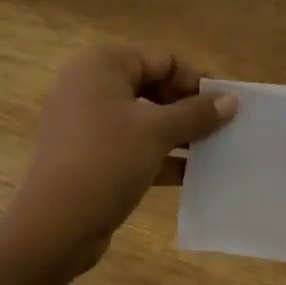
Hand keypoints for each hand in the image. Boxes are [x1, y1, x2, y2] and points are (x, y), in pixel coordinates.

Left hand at [14, 43, 237, 271]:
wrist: (55, 225)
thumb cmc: (107, 161)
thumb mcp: (158, 133)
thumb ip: (196, 113)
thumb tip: (231, 100)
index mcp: (103, 64)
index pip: (164, 60)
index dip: (197, 81)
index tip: (226, 107)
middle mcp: (91, 83)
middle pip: (153, 85)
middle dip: (188, 107)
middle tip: (222, 129)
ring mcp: (86, 119)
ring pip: (143, 117)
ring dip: (178, 133)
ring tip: (214, 151)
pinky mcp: (88, 153)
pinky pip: (131, 143)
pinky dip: (159, 154)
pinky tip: (191, 174)